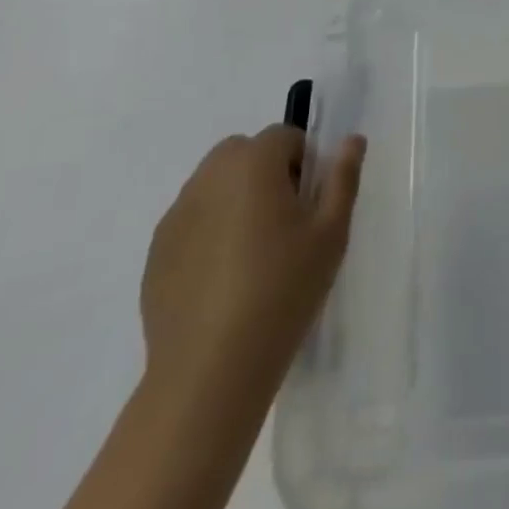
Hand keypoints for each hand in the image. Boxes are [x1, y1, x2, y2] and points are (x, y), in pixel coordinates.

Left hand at [140, 126, 365, 393]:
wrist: (210, 371)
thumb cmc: (282, 290)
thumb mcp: (331, 233)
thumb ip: (343, 178)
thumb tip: (352, 140)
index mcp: (253, 163)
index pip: (284, 136)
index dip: (303, 163)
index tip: (310, 206)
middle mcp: (209, 177)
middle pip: (243, 153)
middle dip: (265, 173)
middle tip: (285, 224)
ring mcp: (177, 215)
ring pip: (214, 186)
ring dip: (235, 200)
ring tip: (253, 255)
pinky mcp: (156, 253)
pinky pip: (192, 222)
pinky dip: (209, 233)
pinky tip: (223, 282)